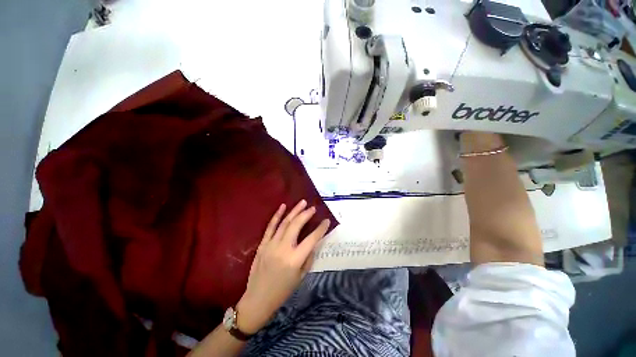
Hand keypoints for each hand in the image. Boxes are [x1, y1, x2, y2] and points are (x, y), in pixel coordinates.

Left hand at [236, 200, 330, 333]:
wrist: (257, 299)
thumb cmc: (282, 291)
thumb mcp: (301, 277)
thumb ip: (308, 257)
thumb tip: (313, 242)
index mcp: (295, 259)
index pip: (311, 239)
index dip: (321, 229)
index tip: (327, 221)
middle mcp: (283, 249)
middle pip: (296, 226)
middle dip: (306, 214)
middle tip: (313, 208)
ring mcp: (271, 245)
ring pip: (285, 223)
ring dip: (294, 211)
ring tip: (302, 203)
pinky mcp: (263, 244)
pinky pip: (270, 227)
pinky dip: (277, 215)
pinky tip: (283, 206)